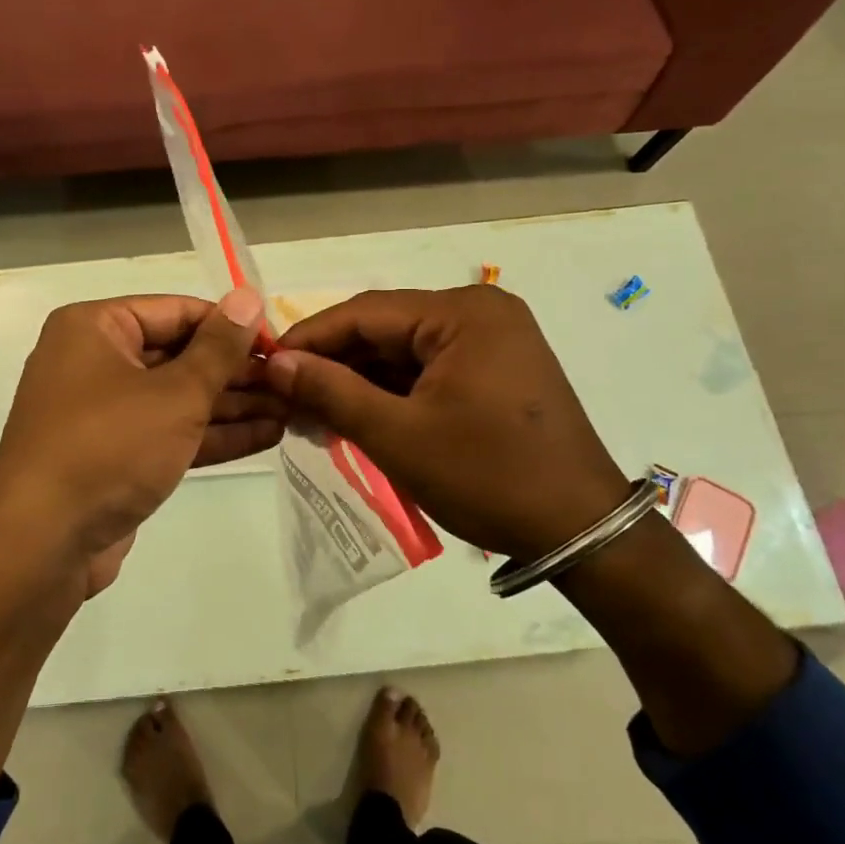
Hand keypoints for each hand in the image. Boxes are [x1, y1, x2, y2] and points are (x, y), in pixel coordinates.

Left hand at [0, 288, 278, 594]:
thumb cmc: (109, 446)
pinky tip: (267, 435)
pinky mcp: (115, 455)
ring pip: (178, 397)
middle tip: (293, 381)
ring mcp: (104, 412)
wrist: (43, 544)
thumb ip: (218, 348)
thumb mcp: (174, 393)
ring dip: (233, 405)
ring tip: (292, 408)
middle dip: (237, 372)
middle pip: (179, 355)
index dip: (231, 326)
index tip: (279, 342)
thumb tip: (248, 297)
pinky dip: (212, 434)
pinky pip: (169, 432)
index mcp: (95, 328)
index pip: (177, 311)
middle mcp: (95, 361)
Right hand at [267, 286, 628, 561]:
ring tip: (311, 414)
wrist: (581, 531)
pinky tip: (355, 416)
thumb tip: (275, 363)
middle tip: (284, 397)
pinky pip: (427, 369)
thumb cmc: (488, 477)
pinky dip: (390, 392)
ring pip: (402, 351)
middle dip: (334, 363)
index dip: (309, 338)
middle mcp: (479, 313)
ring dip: (359, 381)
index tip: (263, 365)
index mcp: (463, 313)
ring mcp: (492, 341)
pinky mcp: (495, 370)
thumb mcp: (399, 436)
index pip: (365, 312)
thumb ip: (331, 392)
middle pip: (384, 329)